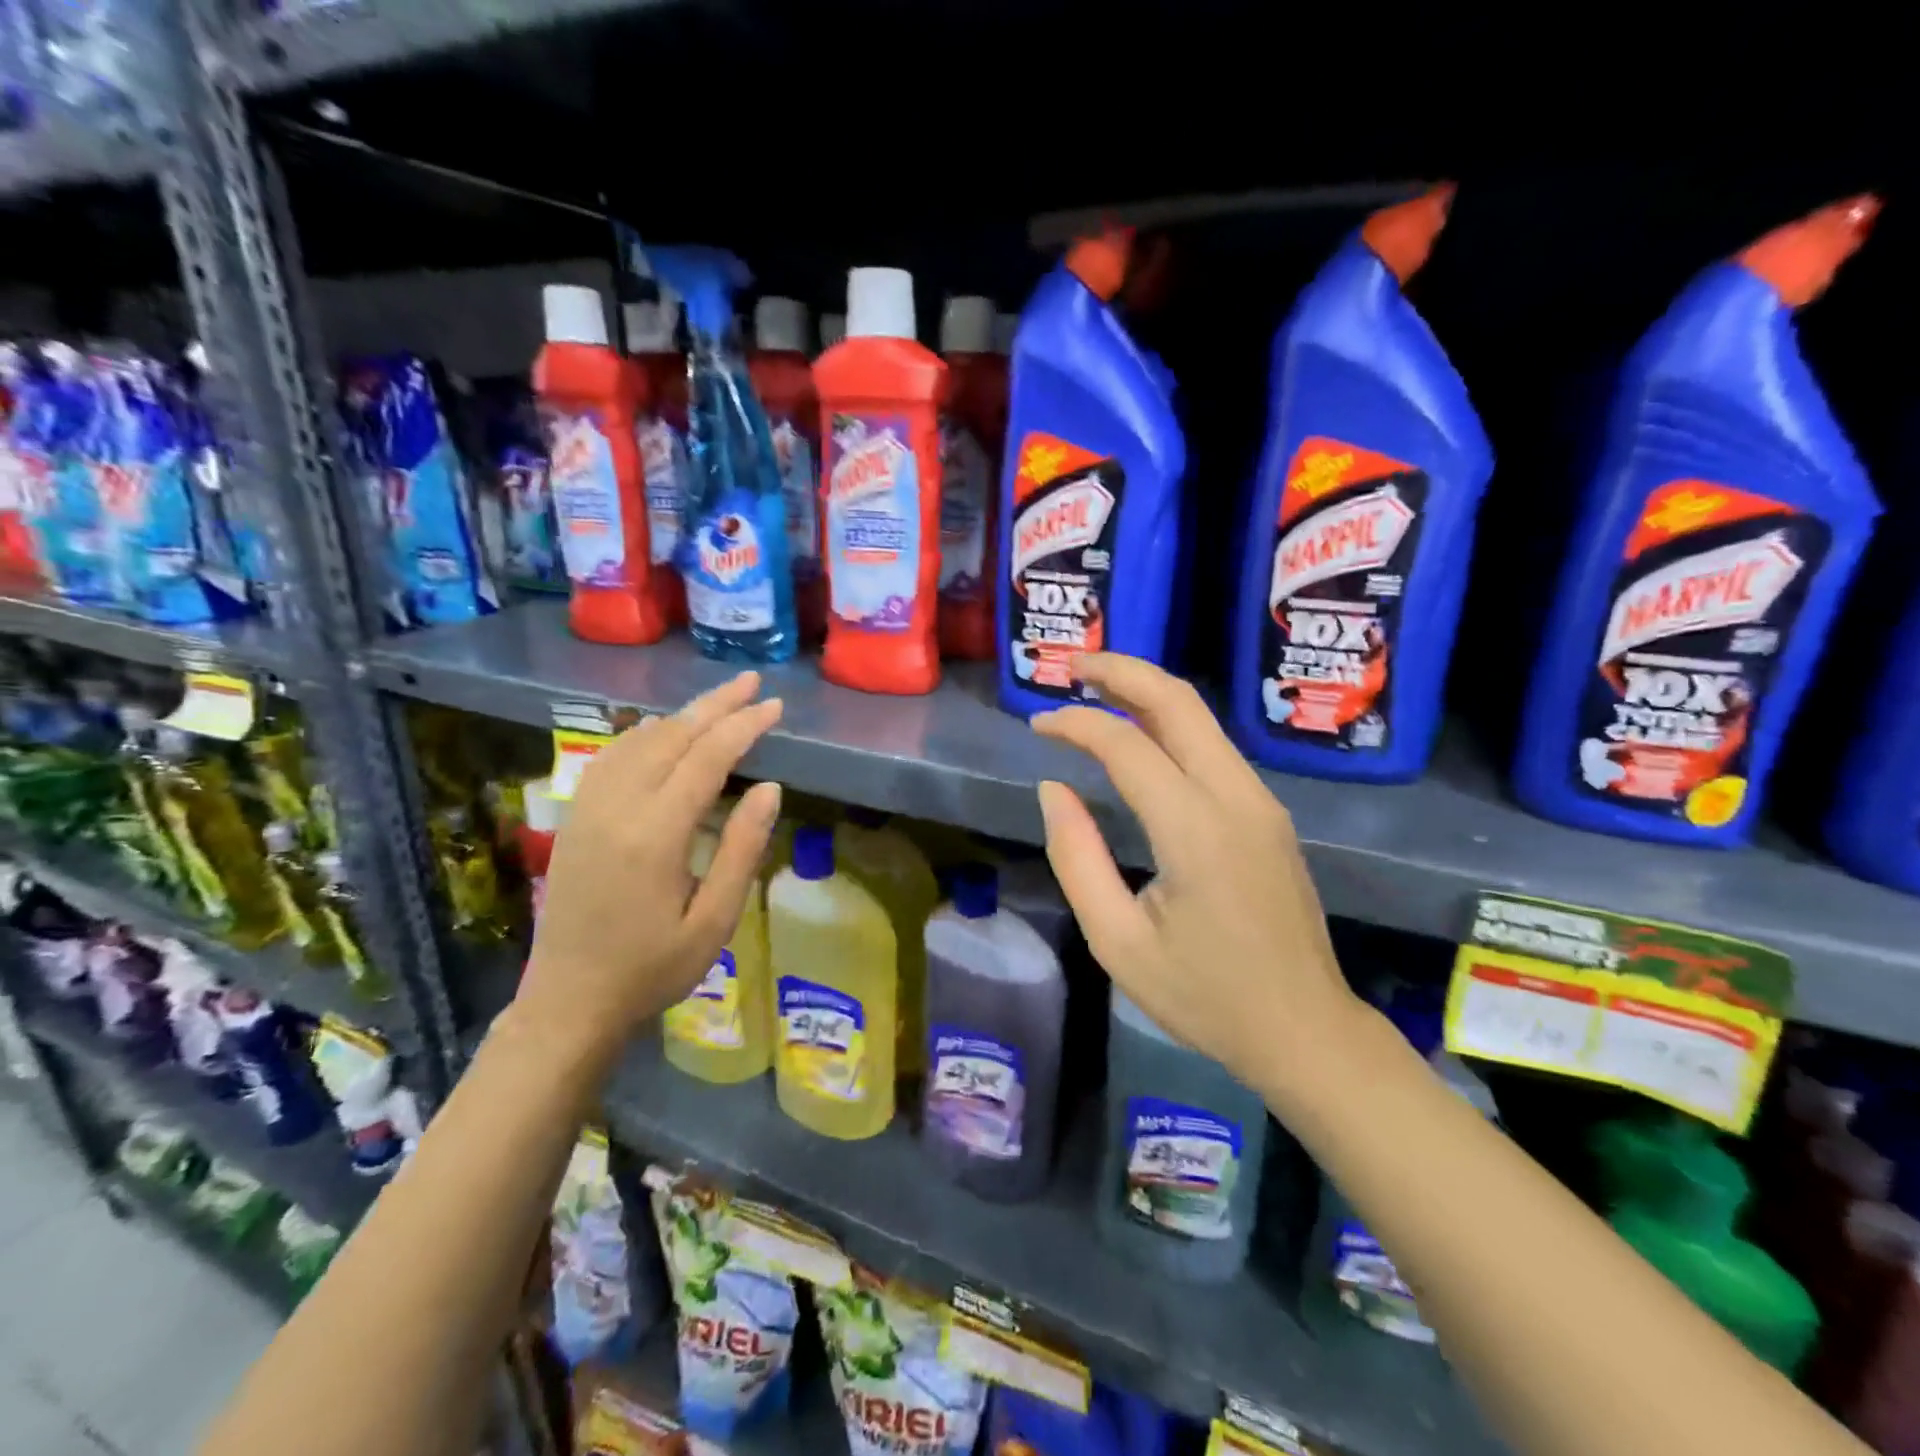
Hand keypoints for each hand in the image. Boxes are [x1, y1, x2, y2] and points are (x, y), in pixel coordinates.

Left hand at [512, 672, 783, 1067]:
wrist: (569, 1002)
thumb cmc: (652, 968)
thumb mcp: (714, 920)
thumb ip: (742, 848)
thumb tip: (770, 788)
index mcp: (655, 834)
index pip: (706, 758)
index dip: (743, 726)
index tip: (773, 706)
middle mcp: (617, 808)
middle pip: (671, 736)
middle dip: (715, 705)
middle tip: (752, 683)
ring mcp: (589, 809)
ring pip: (638, 740)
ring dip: (682, 716)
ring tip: (719, 703)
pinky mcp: (576, 818)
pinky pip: (612, 757)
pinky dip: (645, 734)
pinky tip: (662, 733)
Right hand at [1031, 654, 1364, 1094]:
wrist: (1305, 1031)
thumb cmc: (1204, 997)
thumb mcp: (1117, 941)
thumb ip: (1077, 857)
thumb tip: (1054, 789)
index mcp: (1196, 830)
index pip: (1126, 744)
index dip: (1075, 724)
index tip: (1037, 725)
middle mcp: (1235, 797)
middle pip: (1178, 701)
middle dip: (1122, 671)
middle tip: (1071, 663)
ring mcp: (1260, 801)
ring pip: (1201, 718)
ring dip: (1146, 692)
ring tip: (1094, 689)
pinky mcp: (1267, 813)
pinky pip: (1214, 747)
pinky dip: (1169, 724)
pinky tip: (1137, 734)